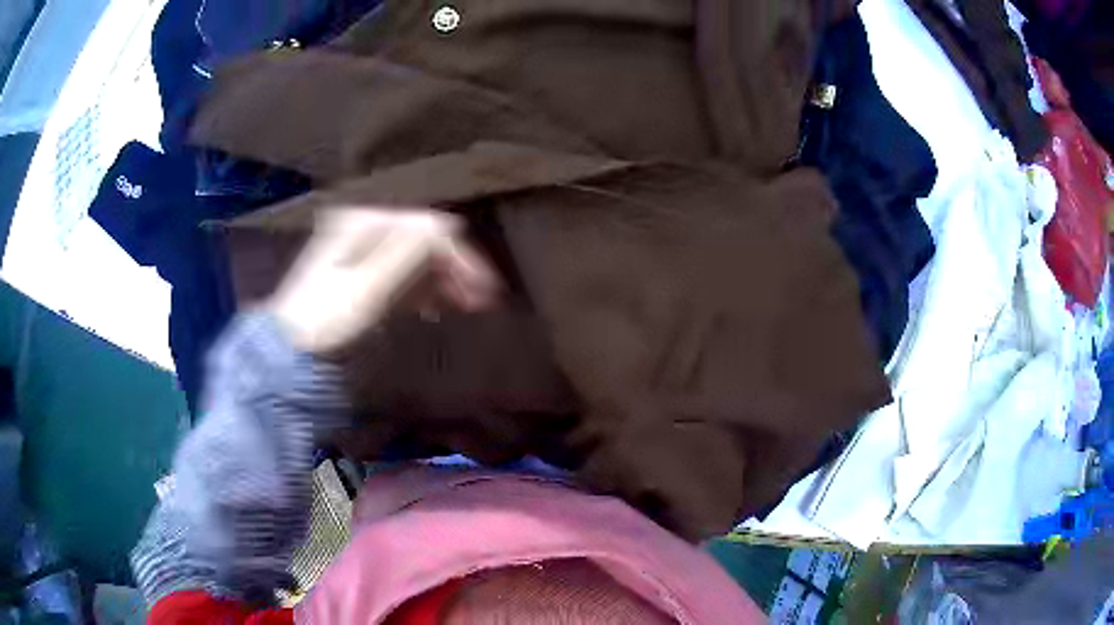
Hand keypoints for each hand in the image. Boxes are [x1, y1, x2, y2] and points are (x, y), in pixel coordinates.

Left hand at [267, 208, 500, 354]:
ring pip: (414, 256)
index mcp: (363, 222)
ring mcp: (358, 250)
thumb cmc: (328, 324)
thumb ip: (408, 253)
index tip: (484, 291)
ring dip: (441, 278)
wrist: (289, 358)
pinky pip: (400, 273)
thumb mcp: (369, 288)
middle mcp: (362, 227)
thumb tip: (447, 226)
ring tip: (463, 307)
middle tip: (481, 301)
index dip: (459, 256)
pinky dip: (420, 288)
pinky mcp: (358, 275)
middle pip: (422, 240)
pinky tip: (432, 309)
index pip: (427, 228)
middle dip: (453, 267)